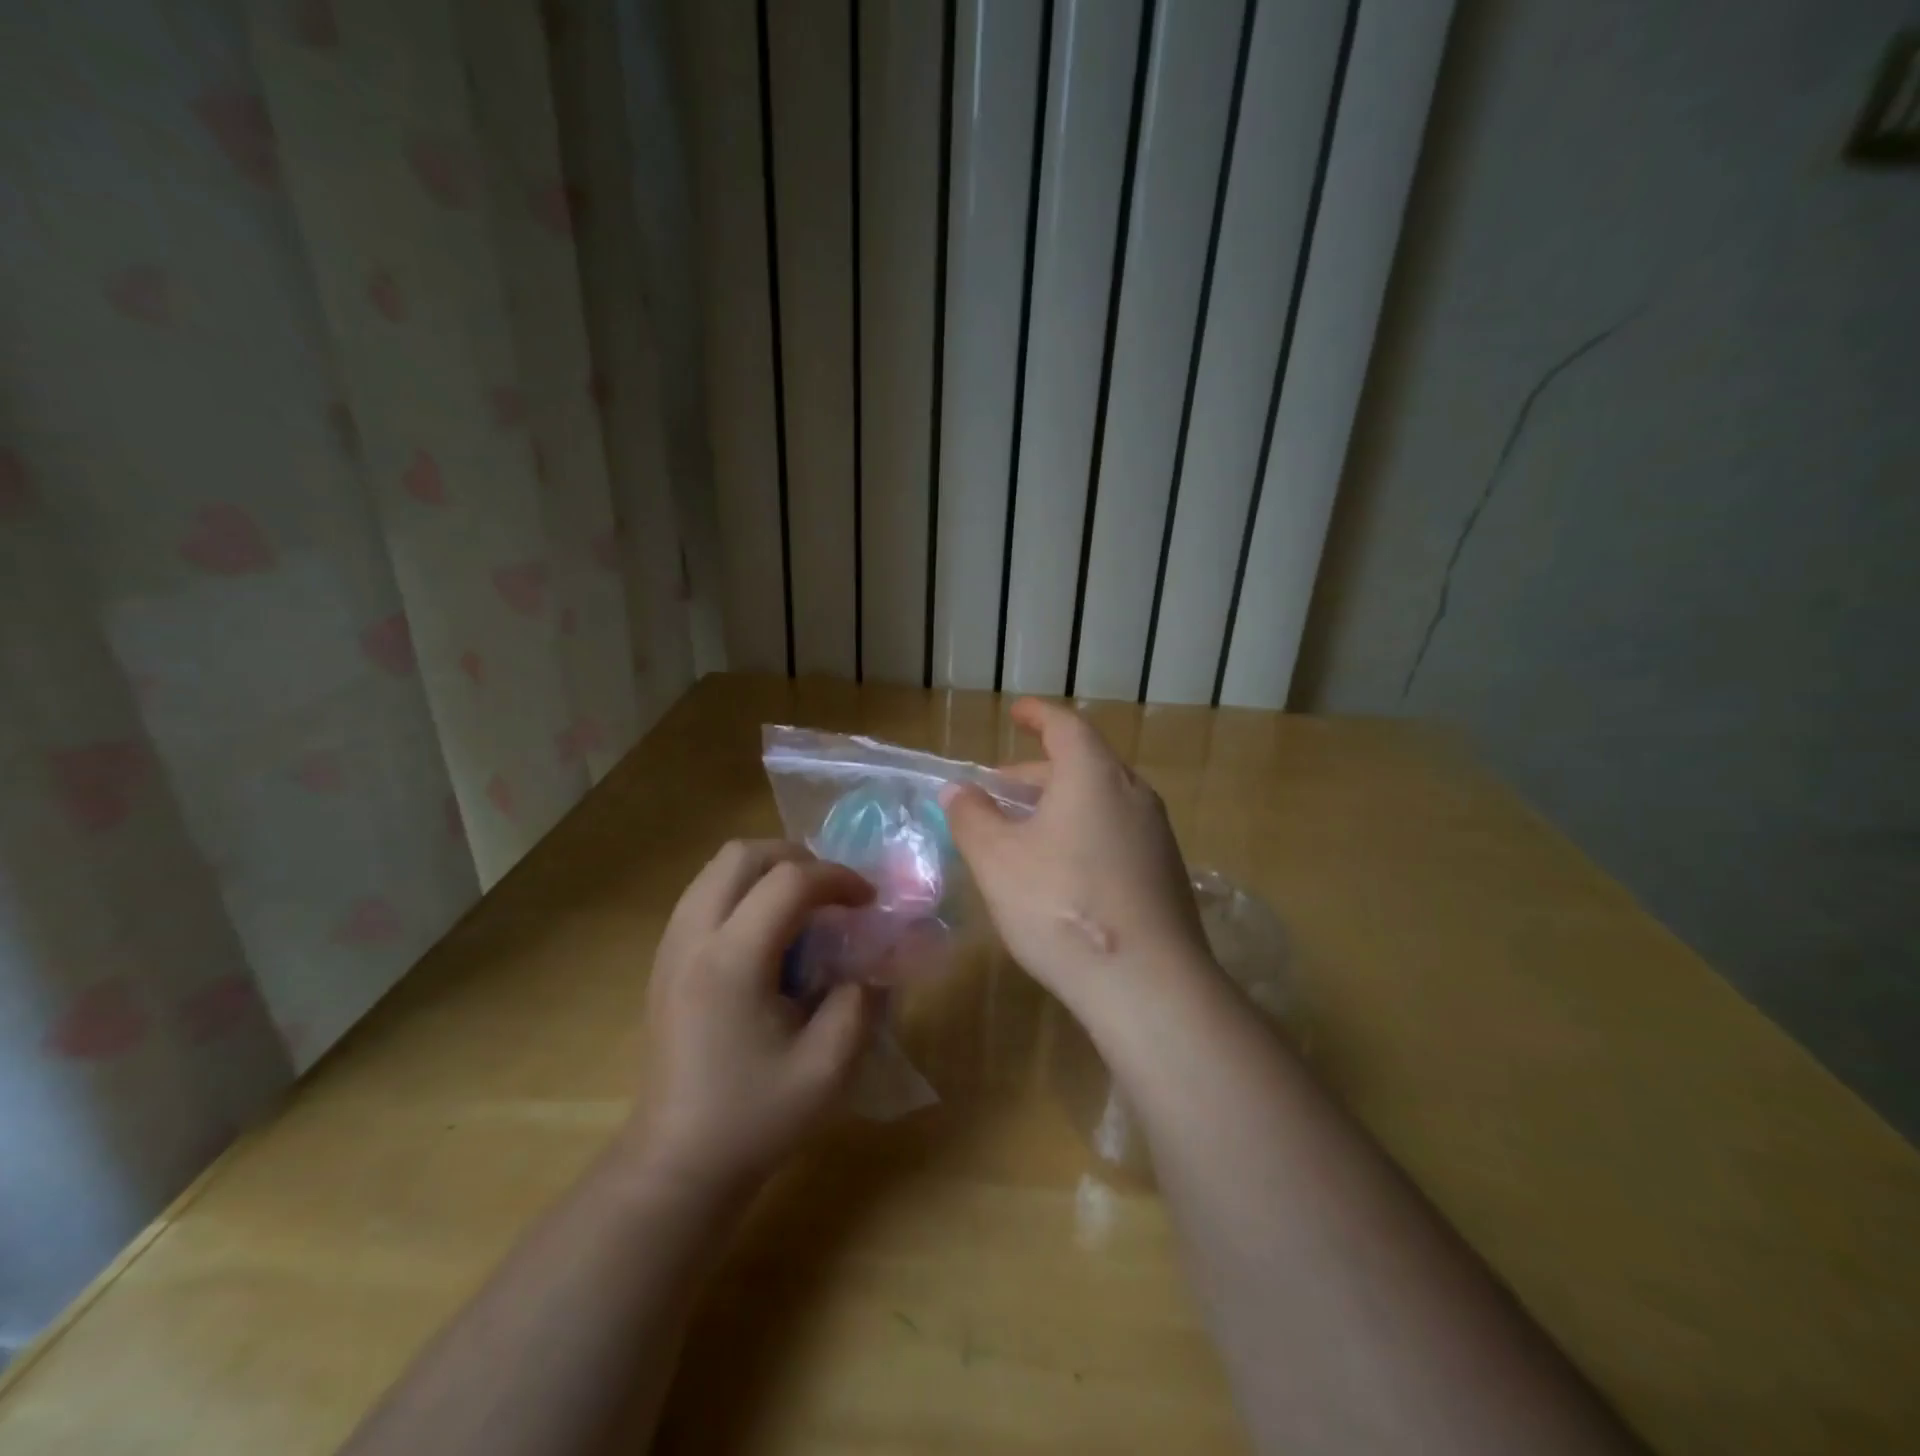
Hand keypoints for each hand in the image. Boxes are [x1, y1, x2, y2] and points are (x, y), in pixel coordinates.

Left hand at [631, 840, 877, 1191]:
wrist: (676, 1163)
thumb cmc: (754, 1118)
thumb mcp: (829, 1067)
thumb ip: (861, 1002)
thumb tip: (872, 962)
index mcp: (732, 961)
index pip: (789, 881)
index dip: (838, 878)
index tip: (868, 902)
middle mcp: (693, 939)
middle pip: (742, 855)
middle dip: (797, 858)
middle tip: (832, 892)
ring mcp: (670, 947)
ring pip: (717, 869)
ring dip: (767, 871)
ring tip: (803, 906)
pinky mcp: (664, 961)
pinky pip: (704, 894)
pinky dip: (743, 891)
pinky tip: (768, 935)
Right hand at [943, 699, 1212, 1020]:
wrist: (1149, 983)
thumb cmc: (1062, 905)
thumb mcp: (998, 860)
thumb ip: (973, 818)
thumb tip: (959, 792)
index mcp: (1094, 775)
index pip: (1065, 726)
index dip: (1037, 715)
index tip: (1016, 713)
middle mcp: (1133, 794)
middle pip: (1082, 765)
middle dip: (1036, 772)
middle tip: (999, 792)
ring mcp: (1156, 835)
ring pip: (1099, 802)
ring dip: (1059, 806)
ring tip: (1023, 833)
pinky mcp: (1165, 873)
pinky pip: (1116, 833)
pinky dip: (1083, 833)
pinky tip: (1061, 872)